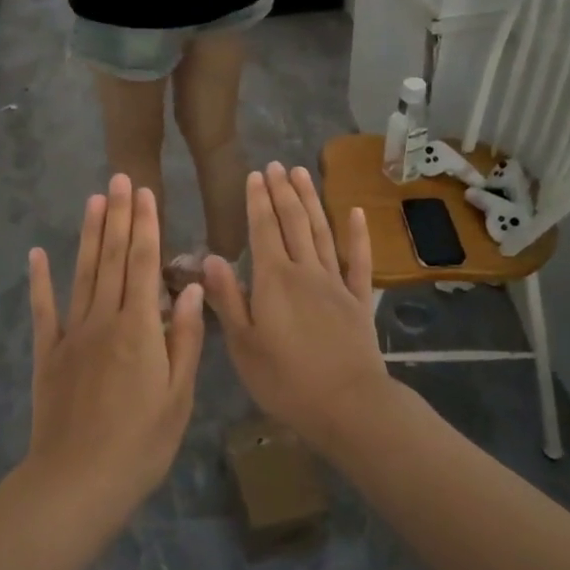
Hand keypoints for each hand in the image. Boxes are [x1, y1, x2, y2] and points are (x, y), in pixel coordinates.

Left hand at [23, 176, 204, 516]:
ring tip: (93, 200)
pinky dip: (40, 281)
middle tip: (120, 177)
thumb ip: (184, 339)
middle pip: (112, 259)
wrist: (77, 482)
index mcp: (139, 328)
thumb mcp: (178, 396)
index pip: (143, 264)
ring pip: (83, 274)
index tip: (145, 192)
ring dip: (88, 235)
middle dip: (118, 216)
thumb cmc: (140, 444)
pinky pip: (44, 310)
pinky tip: (38, 254)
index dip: (145, 226)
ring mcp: (72, 334)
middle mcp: (104, 320)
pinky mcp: (48, 354)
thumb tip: (189, 290)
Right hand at [204, 164, 389, 450]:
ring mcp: (336, 283)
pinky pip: (358, 260)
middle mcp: (305, 271)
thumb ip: (227, 298)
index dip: (258, 201)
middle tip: (277, 164)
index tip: (256, 175)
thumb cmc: (286, 380)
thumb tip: (210, 258)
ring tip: (303, 173)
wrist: (348, 405)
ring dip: (312, 200)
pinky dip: (357, 234)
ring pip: (321, 231)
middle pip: (293, 222)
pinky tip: (354, 211)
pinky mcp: (359, 300)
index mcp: (273, 280)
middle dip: (283, 191)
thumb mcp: (243, 345)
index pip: (263, 229)